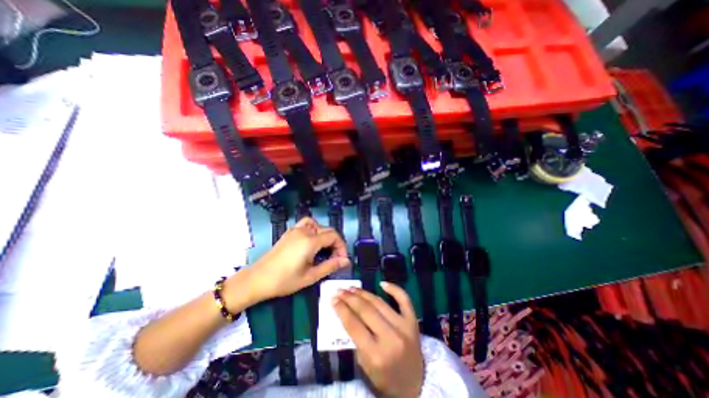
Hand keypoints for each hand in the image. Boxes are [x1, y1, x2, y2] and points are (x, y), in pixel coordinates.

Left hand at [231, 216, 348, 303]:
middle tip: (335, 258)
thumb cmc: (284, 280)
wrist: (258, 279)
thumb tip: (346, 261)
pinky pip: (306, 224)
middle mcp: (304, 231)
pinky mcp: (290, 232)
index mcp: (310, 241)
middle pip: (328, 230)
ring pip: (318, 225)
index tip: (342, 259)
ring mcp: (296, 230)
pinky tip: (312, 240)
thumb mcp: (310, 276)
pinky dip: (314, 228)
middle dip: (335, 243)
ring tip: (325, 249)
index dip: (341, 247)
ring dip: (326, 235)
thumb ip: (330, 266)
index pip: (334, 236)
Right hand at [331, 282, 422, 395]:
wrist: (415, 384)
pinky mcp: (413, 321)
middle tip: (340, 290)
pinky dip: (394, 289)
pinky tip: (382, 283)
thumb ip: (355, 339)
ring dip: (364, 293)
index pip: (354, 325)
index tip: (333, 299)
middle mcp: (391, 338)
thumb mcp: (365, 365)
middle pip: (366, 310)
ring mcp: (404, 327)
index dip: (342, 309)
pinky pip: (404, 299)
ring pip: (380, 303)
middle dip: (350, 298)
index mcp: (376, 355)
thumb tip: (346, 312)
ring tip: (352, 288)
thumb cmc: (385, 377)